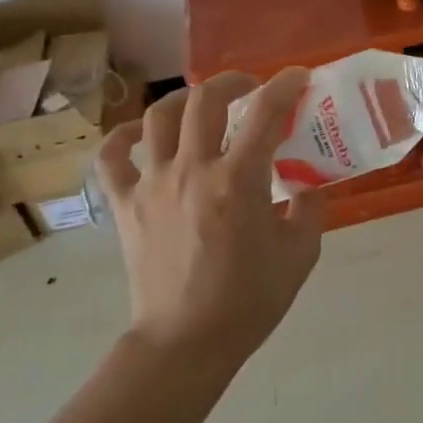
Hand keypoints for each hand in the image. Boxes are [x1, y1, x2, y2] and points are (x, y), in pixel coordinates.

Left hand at [94, 69, 323, 364]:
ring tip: (201, 105)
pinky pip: (111, 158)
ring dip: (183, 99)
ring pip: (157, 117)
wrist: (184, 345)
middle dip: (232, 81)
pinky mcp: (125, 206)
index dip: (285, 85)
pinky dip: (123, 137)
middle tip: (250, 89)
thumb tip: (308, 187)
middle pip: (205, 99)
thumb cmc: (247, 301)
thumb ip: (310, 210)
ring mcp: (152, 185)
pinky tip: (139, 134)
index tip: (298, 78)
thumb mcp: (300, 255)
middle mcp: (192, 170)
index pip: (265, 112)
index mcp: (238, 181)